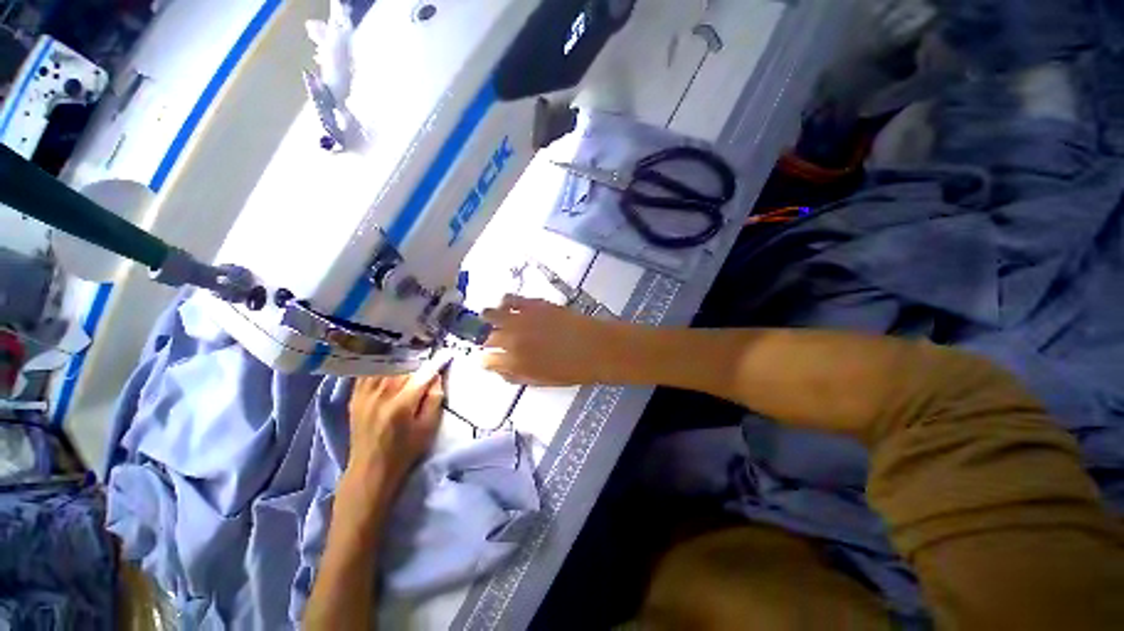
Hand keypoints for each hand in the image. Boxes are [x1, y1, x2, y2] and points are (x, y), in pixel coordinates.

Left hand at [346, 371, 443, 489]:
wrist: (370, 469)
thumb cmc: (404, 450)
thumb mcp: (428, 427)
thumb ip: (435, 399)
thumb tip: (436, 376)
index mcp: (401, 405)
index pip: (422, 375)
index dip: (435, 363)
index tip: (446, 354)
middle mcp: (380, 396)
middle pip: (402, 366)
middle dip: (417, 362)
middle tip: (427, 361)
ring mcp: (364, 395)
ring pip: (384, 366)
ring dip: (399, 362)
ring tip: (409, 362)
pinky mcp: (355, 397)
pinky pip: (367, 373)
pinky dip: (379, 366)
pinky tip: (388, 367)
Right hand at [481, 295, 618, 385]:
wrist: (597, 348)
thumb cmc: (573, 370)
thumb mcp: (542, 381)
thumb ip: (517, 376)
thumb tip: (501, 370)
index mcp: (515, 364)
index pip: (487, 362)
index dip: (488, 360)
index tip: (492, 358)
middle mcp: (513, 341)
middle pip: (487, 337)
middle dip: (489, 340)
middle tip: (496, 339)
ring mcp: (522, 320)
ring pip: (491, 315)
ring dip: (490, 317)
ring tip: (494, 317)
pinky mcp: (534, 304)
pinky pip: (511, 298)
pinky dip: (506, 301)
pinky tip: (508, 304)